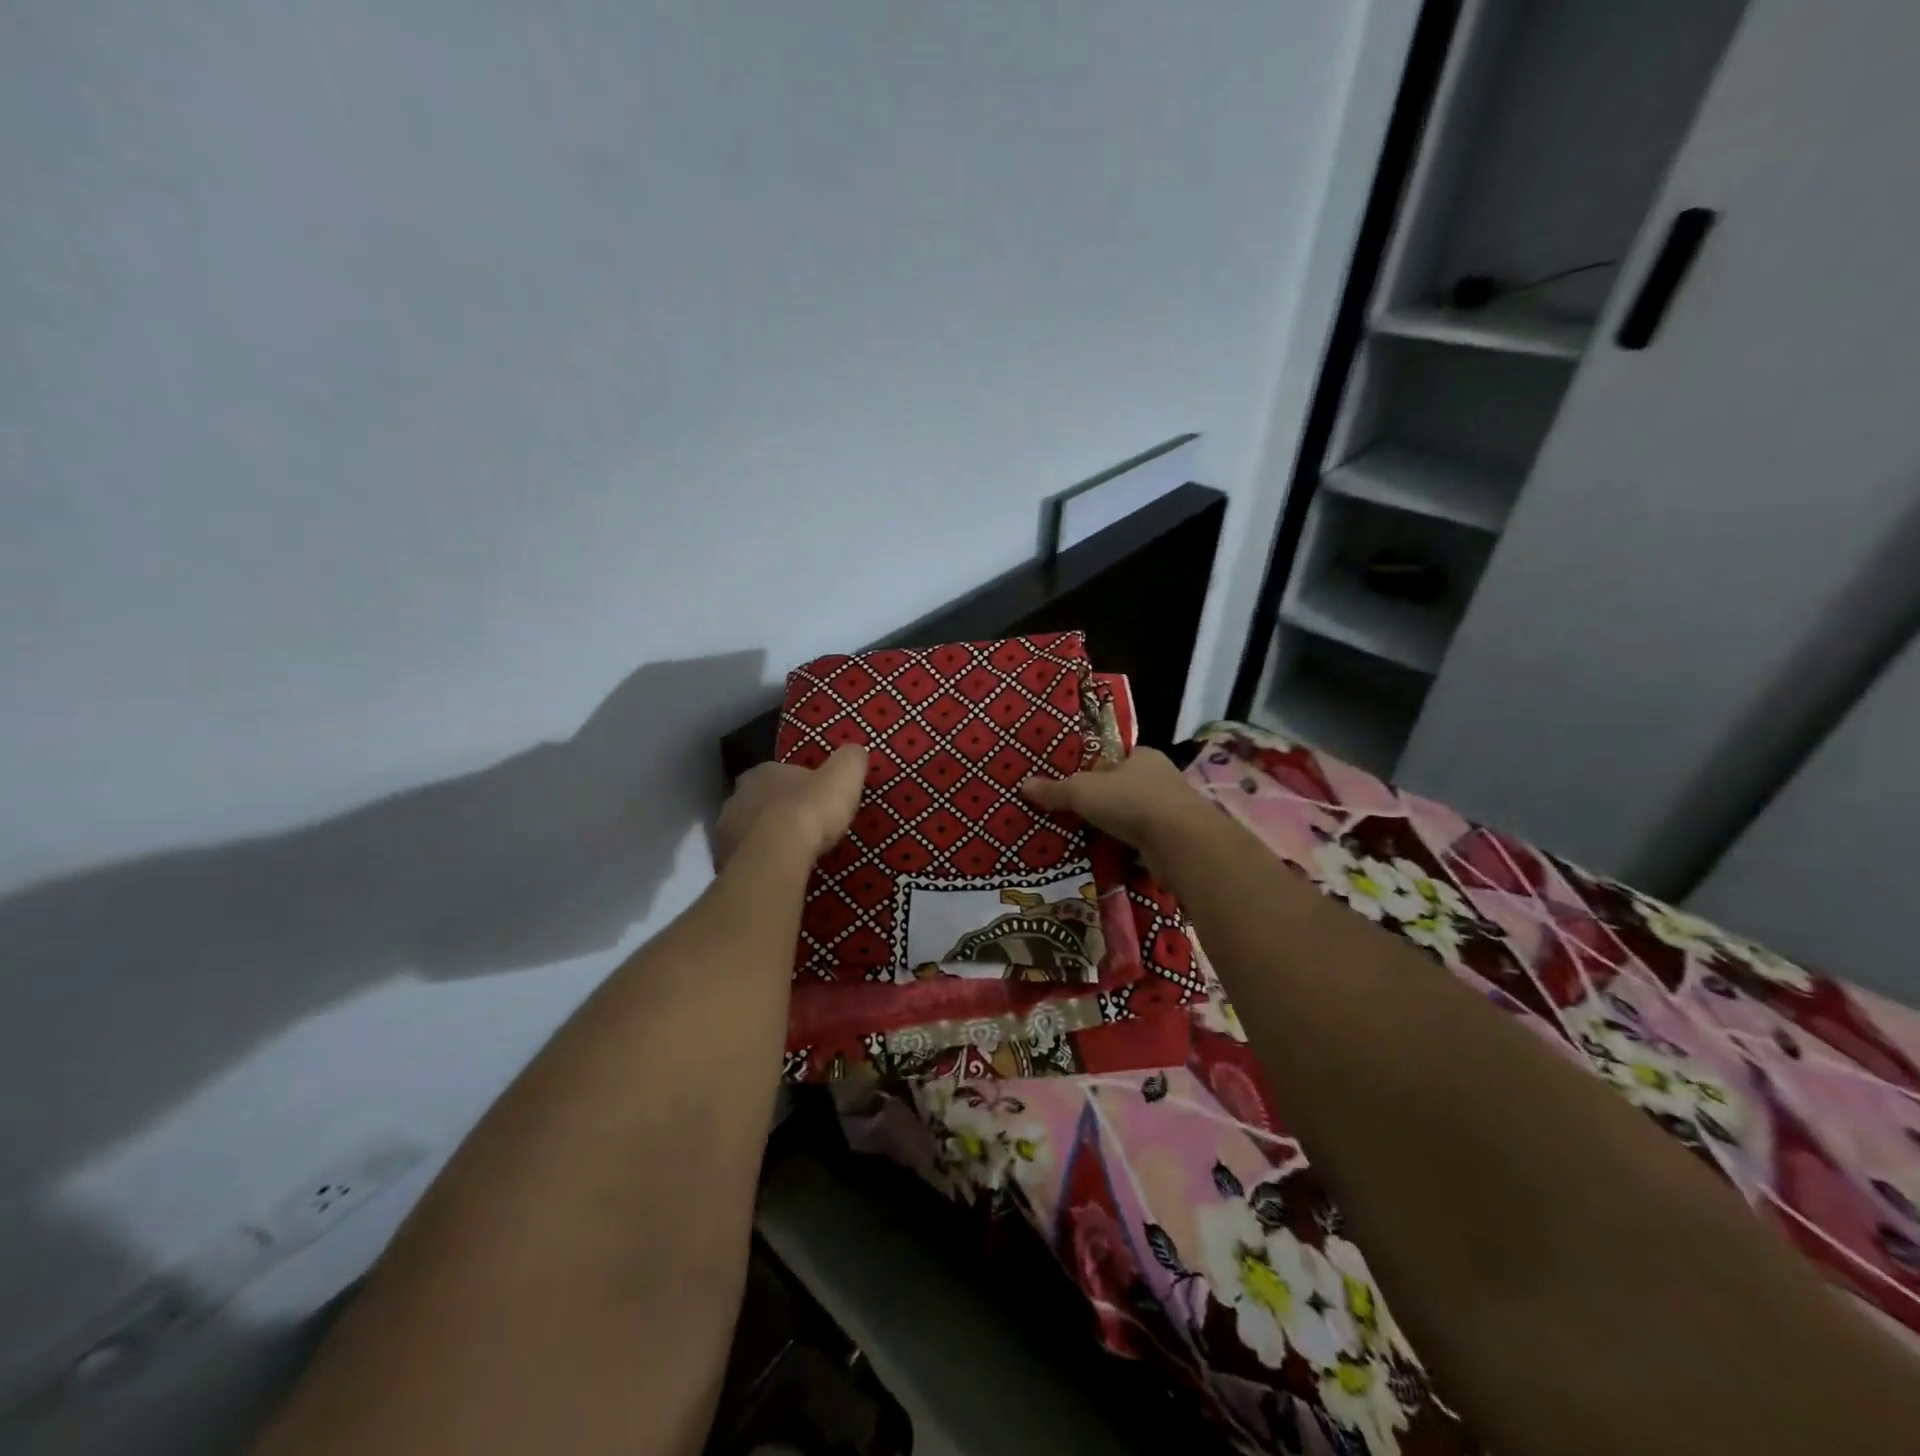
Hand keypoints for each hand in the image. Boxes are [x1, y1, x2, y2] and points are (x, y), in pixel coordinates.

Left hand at [712, 746, 868, 871]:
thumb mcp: (843, 777)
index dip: (801, 787)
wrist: (776, 855)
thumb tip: (855, 751)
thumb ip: (850, 760)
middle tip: (805, 829)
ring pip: (749, 831)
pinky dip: (758, 863)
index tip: (818, 801)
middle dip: (779, 812)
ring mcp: (725, 830)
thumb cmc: (810, 810)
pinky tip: (776, 872)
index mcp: (763, 772)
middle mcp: (737, 796)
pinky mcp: (722, 860)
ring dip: (766, 838)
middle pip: (762, 801)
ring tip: (792, 855)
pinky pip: (744, 859)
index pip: (782, 774)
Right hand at [1020, 749, 1209, 876]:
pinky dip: (1129, 851)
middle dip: (1104, 802)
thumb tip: (1024, 785)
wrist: (1180, 841)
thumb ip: (1055, 790)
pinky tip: (1110, 859)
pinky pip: (1144, 843)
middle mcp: (1162, 779)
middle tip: (1075, 815)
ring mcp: (1172, 811)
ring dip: (1116, 828)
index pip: (1114, 759)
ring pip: (1135, 817)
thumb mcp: (1082, 792)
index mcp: (1143, 756)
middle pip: (1124, 788)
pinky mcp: (1175, 841)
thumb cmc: (1130, 801)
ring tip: (1087, 840)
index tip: (1074, 786)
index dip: (1093, 770)